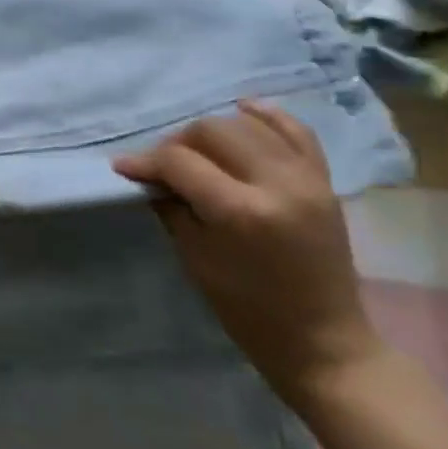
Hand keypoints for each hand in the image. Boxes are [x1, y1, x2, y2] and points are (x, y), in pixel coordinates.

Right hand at [112, 100, 385, 404]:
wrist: (322, 338)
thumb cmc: (246, 306)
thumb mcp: (194, 255)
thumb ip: (172, 205)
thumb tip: (149, 174)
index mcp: (241, 211)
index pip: (179, 161)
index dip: (145, 161)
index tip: (123, 167)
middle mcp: (277, 185)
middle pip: (213, 131)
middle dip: (178, 143)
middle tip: (163, 166)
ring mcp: (307, 181)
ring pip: (247, 124)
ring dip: (213, 131)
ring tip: (198, 152)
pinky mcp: (324, 183)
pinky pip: (296, 132)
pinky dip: (267, 116)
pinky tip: (242, 110)